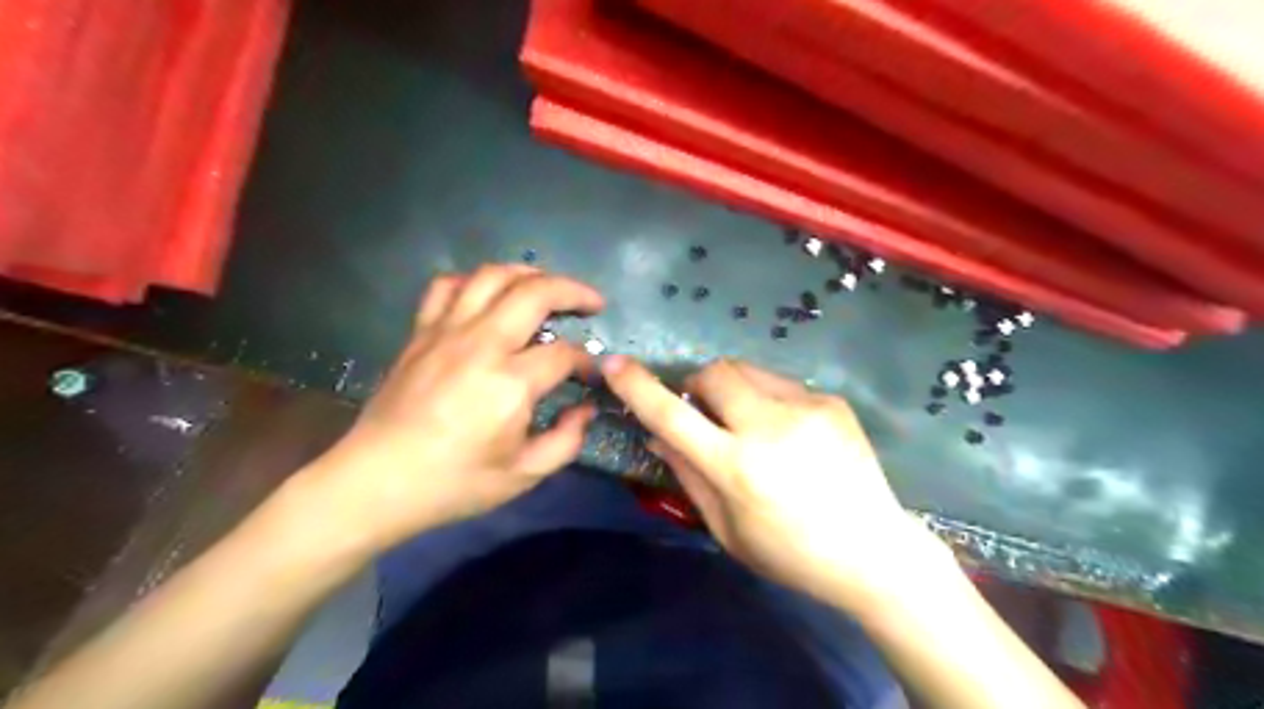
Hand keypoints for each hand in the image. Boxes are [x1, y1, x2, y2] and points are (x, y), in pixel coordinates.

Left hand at [299, 263, 607, 553]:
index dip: (586, 361)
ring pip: (492, 276)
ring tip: (547, 286)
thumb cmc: (453, 484)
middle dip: (573, 291)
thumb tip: (585, 410)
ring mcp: (446, 332)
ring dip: (528, 273)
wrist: (375, 482)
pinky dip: (474, 281)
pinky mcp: (421, 333)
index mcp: (509, 384)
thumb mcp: (522, 476)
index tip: (591, 375)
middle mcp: (481, 345)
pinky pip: (447, 286)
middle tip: (593, 302)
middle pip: (535, 292)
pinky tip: (488, 295)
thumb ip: (566, 441)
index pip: (563, 354)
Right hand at [600, 356, 946, 611]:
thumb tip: (656, 433)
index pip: (672, 416)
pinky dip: (768, 400)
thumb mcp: (726, 528)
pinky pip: (781, 384)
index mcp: (736, 468)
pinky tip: (788, 434)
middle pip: (713, 373)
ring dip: (732, 389)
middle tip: (705, 412)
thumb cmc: (790, 553)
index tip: (614, 363)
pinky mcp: (830, 400)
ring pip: (746, 370)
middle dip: (697, 385)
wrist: (872, 550)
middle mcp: (768, 427)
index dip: (638, 387)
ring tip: (749, 423)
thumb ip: (687, 475)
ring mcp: (805, 407)